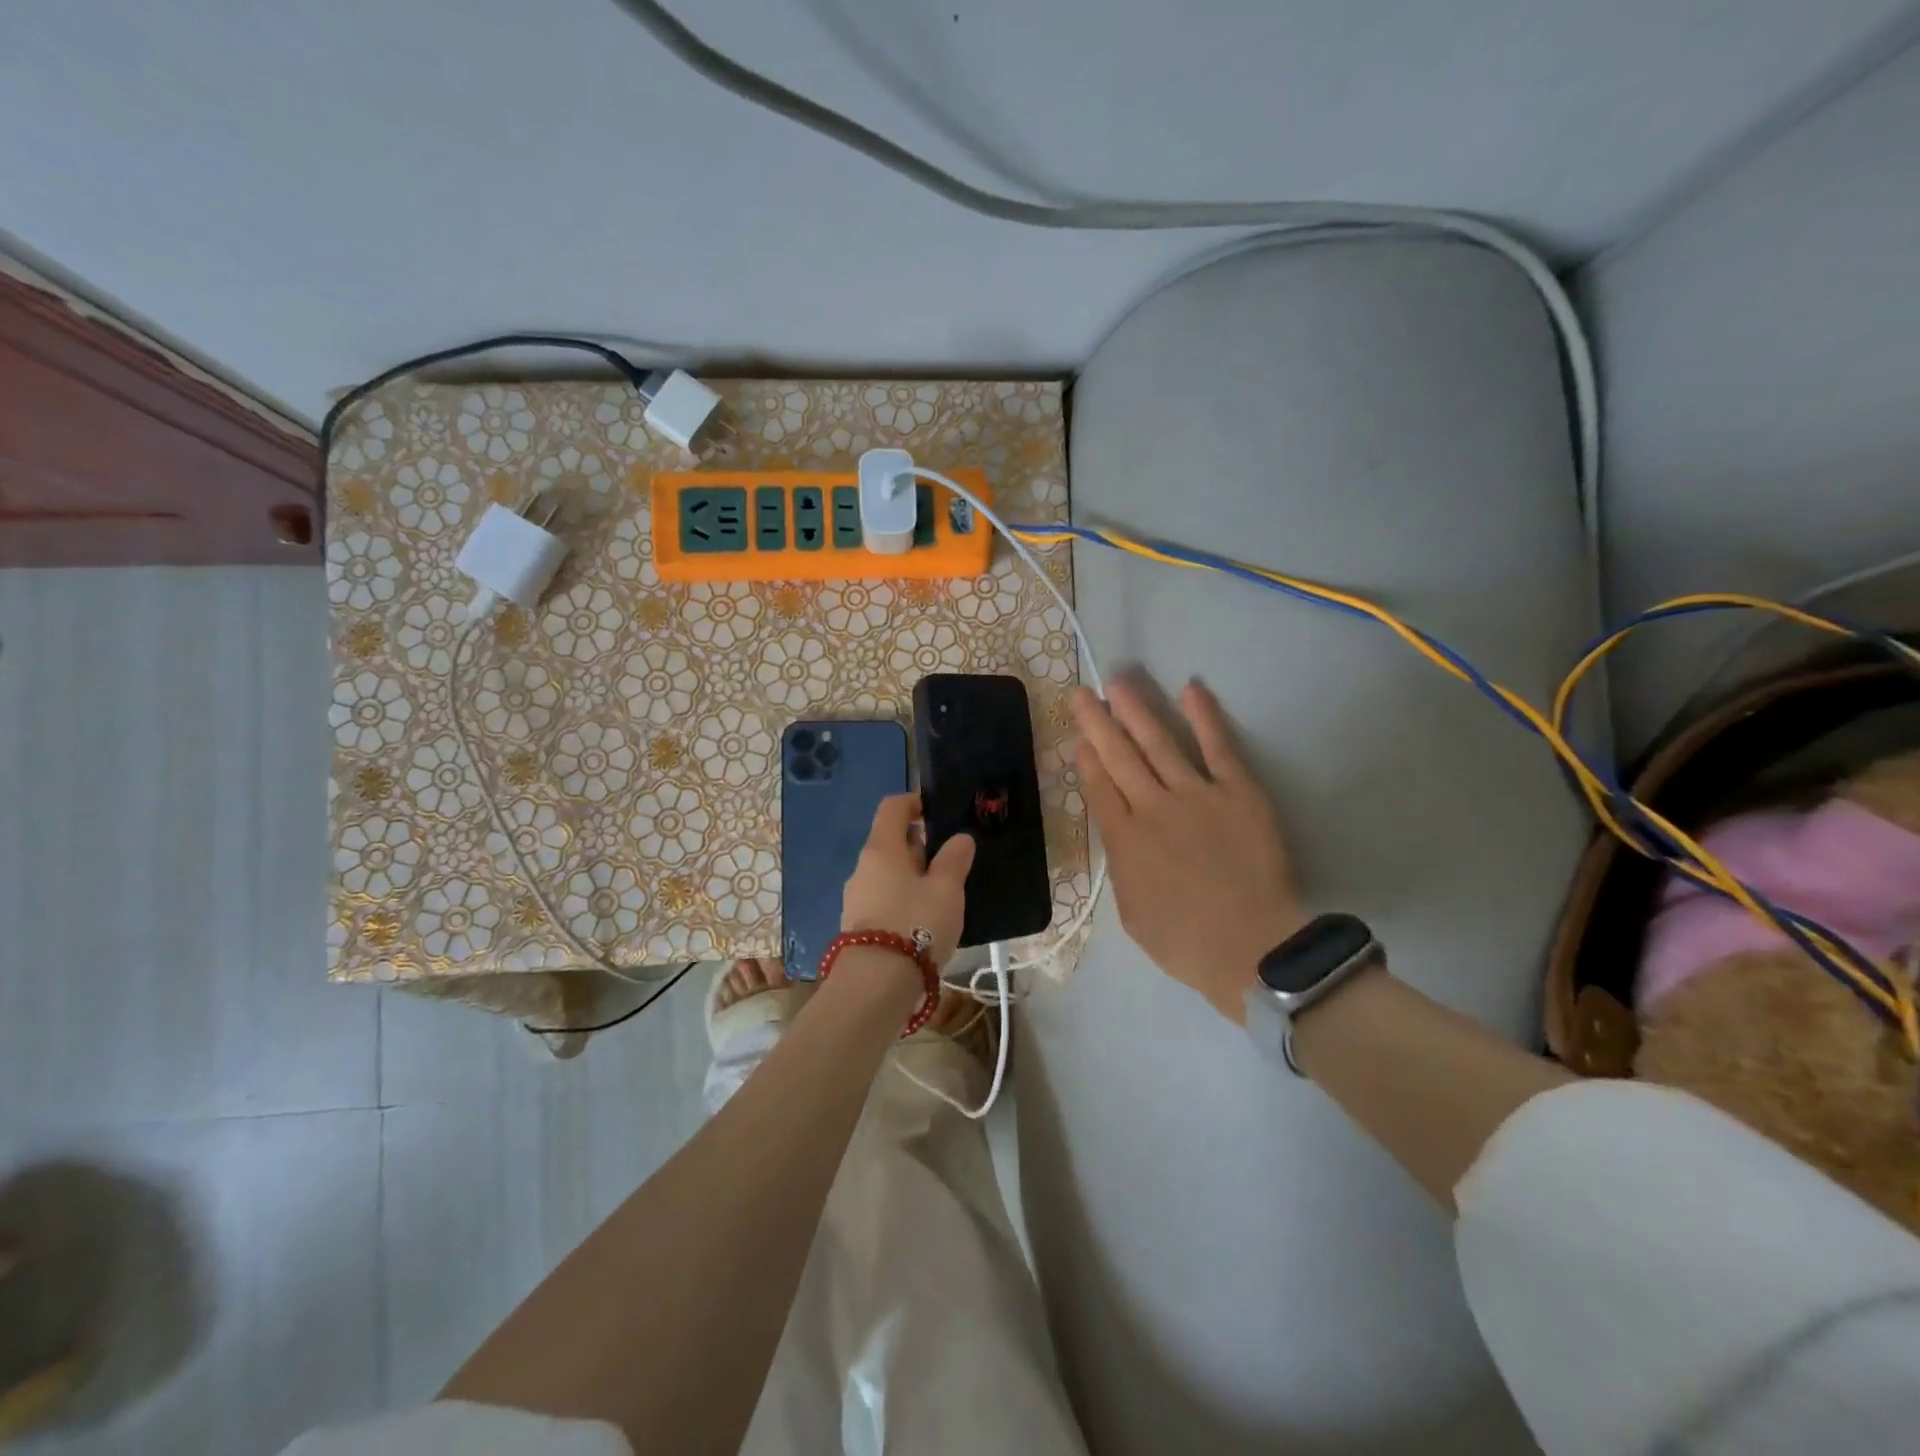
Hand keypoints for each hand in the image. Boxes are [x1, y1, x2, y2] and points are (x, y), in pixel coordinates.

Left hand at [840, 793, 975, 970]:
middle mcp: (863, 867)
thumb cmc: (916, 923)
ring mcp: (855, 898)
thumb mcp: (946, 889)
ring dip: (912, 876)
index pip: (892, 807)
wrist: (875, 984)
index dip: (914, 802)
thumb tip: (959, 838)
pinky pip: (883, 899)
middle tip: (950, 859)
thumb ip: (954, 859)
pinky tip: (924, 920)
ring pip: (887, 873)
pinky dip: (902, 899)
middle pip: (889, 842)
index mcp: (882, 848)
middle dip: (919, 845)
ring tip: (942, 894)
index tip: (937, 811)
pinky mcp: (857, 926)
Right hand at [1073, 678, 1302, 1023]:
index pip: (1100, 788)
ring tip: (1120, 684)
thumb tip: (1119, 832)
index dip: (1087, 758)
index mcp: (1124, 840)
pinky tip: (1190, 690)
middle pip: (1119, 757)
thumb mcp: (1131, 912)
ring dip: (1137, 711)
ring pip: (1159, 743)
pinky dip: (1204, 718)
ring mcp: (1196, 795)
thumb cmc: (1184, 942)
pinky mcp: (1238, 792)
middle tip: (1082, 693)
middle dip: (1097, 723)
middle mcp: (1153, 807)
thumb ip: (1122, 866)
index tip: (1079, 735)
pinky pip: (1218, 748)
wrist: (1251, 948)